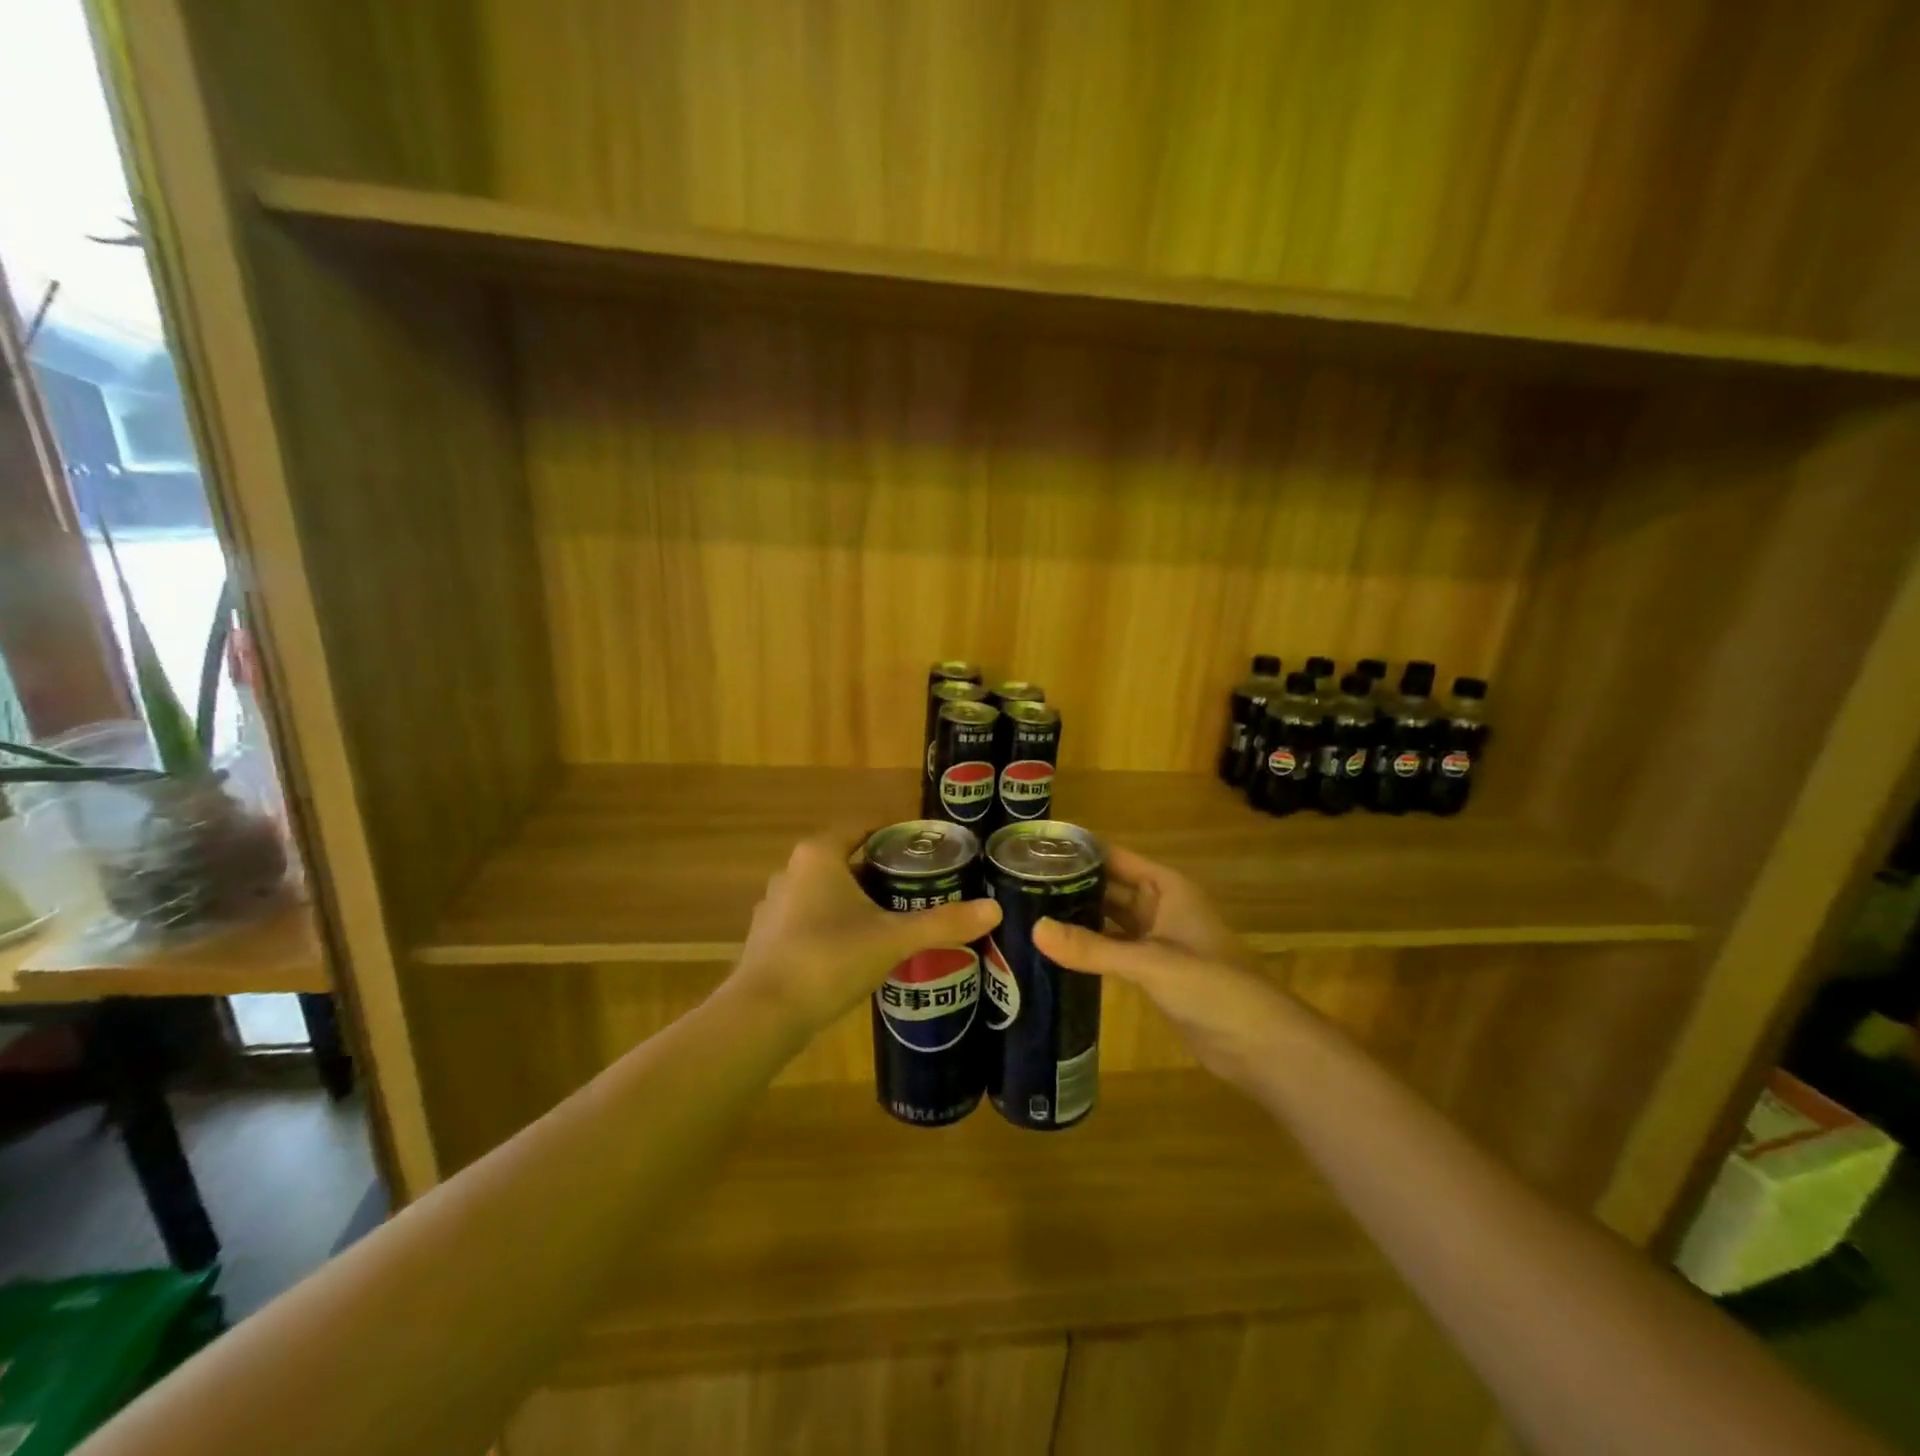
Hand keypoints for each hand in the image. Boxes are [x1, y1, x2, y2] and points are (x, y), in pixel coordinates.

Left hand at [727, 827, 1001, 1036]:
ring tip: (895, 916)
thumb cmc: (830, 958)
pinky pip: (811, 918)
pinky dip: (836, 924)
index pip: (862, 825)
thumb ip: (943, 923)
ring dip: (858, 899)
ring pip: (827, 890)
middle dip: (881, 870)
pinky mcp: (768, 937)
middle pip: (846, 858)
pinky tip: (858, 949)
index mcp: (820, 855)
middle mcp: (792, 871)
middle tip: (920, 884)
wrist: (764, 1014)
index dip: (894, 830)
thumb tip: (994, 909)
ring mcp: (775, 905)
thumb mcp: (893, 939)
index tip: (925, 845)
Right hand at [1034, 846, 1294, 1085]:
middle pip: (1108, 886)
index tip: (1033, 851)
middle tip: (1019, 885)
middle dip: (1071, 885)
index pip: (1114, 857)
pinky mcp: (1153, 972)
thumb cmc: (1211, 986)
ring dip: (1078, 917)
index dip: (1078, 851)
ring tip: (1028, 913)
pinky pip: (1114, 949)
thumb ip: (1092, 947)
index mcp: (1166, 887)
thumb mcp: (1150, 962)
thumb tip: (1033, 929)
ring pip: (1109, 919)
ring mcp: (1157, 940)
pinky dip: (1089, 948)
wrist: (1260, 1044)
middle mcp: (1160, 906)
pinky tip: (1056, 951)